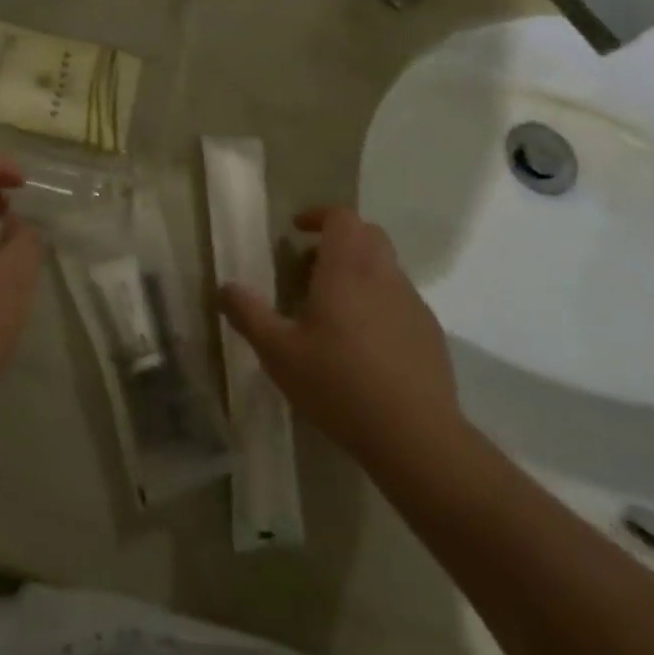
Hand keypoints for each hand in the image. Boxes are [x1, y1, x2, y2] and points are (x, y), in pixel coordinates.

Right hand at [219, 208, 461, 470]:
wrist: (416, 438)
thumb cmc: (339, 385)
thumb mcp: (278, 353)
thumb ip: (248, 314)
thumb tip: (224, 287)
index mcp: (346, 269)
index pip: (342, 217)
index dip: (319, 216)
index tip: (297, 231)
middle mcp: (383, 275)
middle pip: (367, 235)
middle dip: (339, 241)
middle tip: (310, 268)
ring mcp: (412, 303)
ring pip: (385, 267)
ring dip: (359, 272)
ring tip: (333, 310)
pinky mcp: (429, 332)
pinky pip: (400, 299)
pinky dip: (379, 302)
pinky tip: (363, 344)